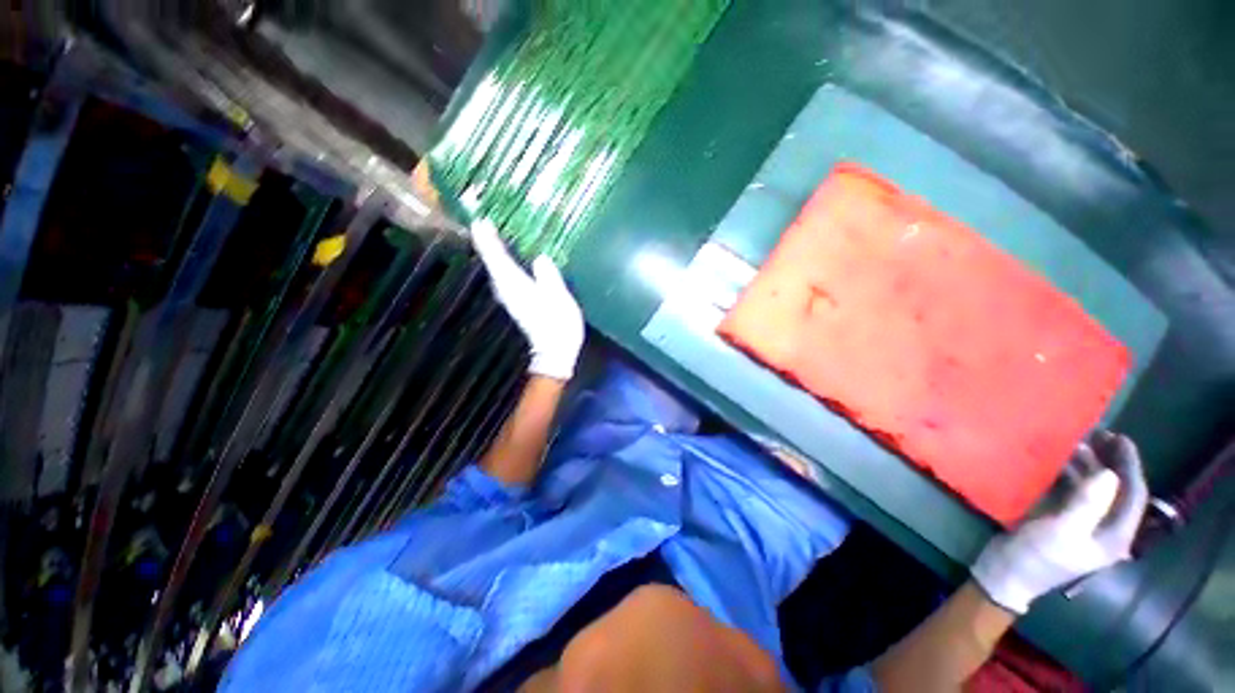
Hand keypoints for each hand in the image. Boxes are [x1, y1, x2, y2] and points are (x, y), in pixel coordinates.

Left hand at [471, 219, 584, 380]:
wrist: (555, 351)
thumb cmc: (559, 325)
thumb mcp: (560, 299)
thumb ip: (549, 277)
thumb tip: (540, 258)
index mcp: (517, 285)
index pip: (497, 259)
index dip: (488, 240)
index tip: (479, 222)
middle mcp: (508, 289)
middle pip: (492, 262)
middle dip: (487, 243)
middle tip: (484, 223)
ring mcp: (510, 297)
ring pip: (496, 270)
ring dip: (493, 253)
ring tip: (492, 236)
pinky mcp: (517, 302)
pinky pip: (504, 277)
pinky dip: (502, 265)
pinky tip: (507, 260)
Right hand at [971, 431, 1148, 613]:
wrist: (1006, 573)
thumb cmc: (1038, 556)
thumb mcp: (1062, 531)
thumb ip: (1087, 504)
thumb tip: (1109, 473)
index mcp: (1115, 535)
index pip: (1133, 496)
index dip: (1130, 466)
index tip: (1120, 439)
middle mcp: (1106, 528)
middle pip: (1117, 490)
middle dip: (1110, 462)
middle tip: (1097, 434)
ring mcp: (1085, 524)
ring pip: (1096, 489)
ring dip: (1088, 465)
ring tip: (1075, 442)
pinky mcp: (1064, 520)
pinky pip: (1076, 492)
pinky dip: (1071, 474)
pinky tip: (1059, 461)